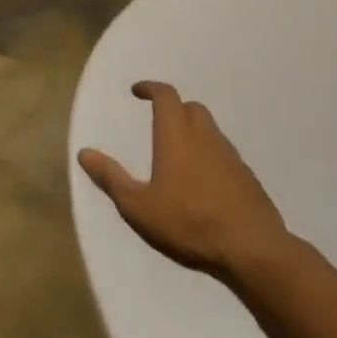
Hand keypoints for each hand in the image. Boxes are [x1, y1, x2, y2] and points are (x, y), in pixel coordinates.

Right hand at [78, 81, 293, 281]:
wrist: (252, 249)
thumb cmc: (189, 222)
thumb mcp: (138, 206)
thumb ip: (111, 178)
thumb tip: (84, 153)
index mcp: (177, 136)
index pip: (166, 96)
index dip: (151, 88)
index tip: (138, 91)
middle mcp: (205, 137)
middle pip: (191, 108)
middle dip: (174, 108)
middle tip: (158, 122)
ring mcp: (231, 156)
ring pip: (210, 131)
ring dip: (193, 132)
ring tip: (178, 155)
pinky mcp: (247, 178)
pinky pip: (224, 154)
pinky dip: (209, 156)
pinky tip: (202, 182)